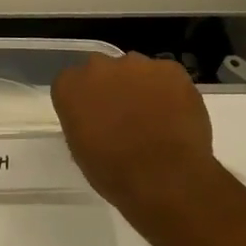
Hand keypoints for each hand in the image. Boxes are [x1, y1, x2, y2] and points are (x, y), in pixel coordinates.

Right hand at [51, 52, 224, 215]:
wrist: (168, 180)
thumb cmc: (116, 174)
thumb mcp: (81, 150)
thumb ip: (82, 122)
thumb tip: (96, 120)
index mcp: (69, 87)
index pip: (71, 82)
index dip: (84, 100)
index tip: (94, 118)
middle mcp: (98, 67)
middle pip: (101, 70)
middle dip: (110, 87)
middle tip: (124, 115)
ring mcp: (136, 64)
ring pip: (135, 69)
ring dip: (139, 86)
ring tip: (154, 116)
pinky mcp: (170, 69)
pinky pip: (166, 75)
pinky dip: (169, 90)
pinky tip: (176, 115)